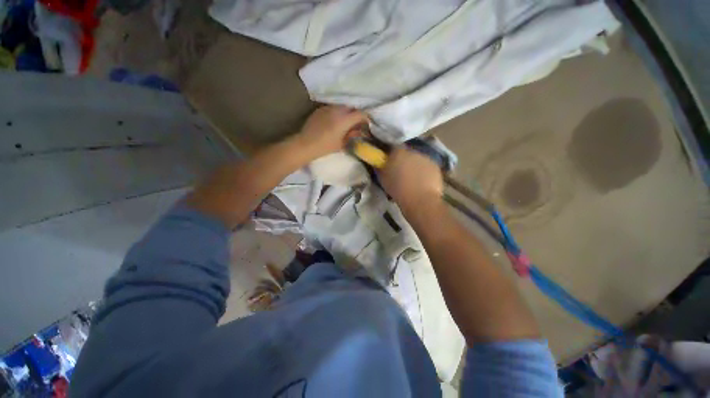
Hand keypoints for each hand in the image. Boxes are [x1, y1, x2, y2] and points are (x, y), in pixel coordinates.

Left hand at [296, 105, 368, 158]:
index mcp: (344, 120)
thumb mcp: (342, 144)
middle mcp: (337, 110)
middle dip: (355, 114)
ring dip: (345, 113)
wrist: (306, 144)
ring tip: (344, 122)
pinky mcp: (320, 109)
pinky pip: (332, 108)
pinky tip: (333, 121)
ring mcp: (327, 108)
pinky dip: (336, 113)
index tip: (366, 124)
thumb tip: (359, 131)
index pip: (360, 114)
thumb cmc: (326, 146)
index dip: (365, 118)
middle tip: (355, 124)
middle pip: (351, 108)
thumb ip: (352, 136)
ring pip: (341, 107)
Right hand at [379, 146, 443, 212]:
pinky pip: (427, 166)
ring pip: (418, 159)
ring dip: (415, 165)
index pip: (393, 146)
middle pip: (407, 153)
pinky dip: (424, 171)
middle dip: (404, 160)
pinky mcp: (435, 166)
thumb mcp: (383, 179)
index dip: (392, 153)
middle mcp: (413, 151)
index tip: (390, 160)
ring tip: (413, 179)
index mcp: (398, 153)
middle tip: (401, 171)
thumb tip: (378, 163)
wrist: (420, 200)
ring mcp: (426, 158)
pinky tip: (423, 182)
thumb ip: (380, 168)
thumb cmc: (398, 190)